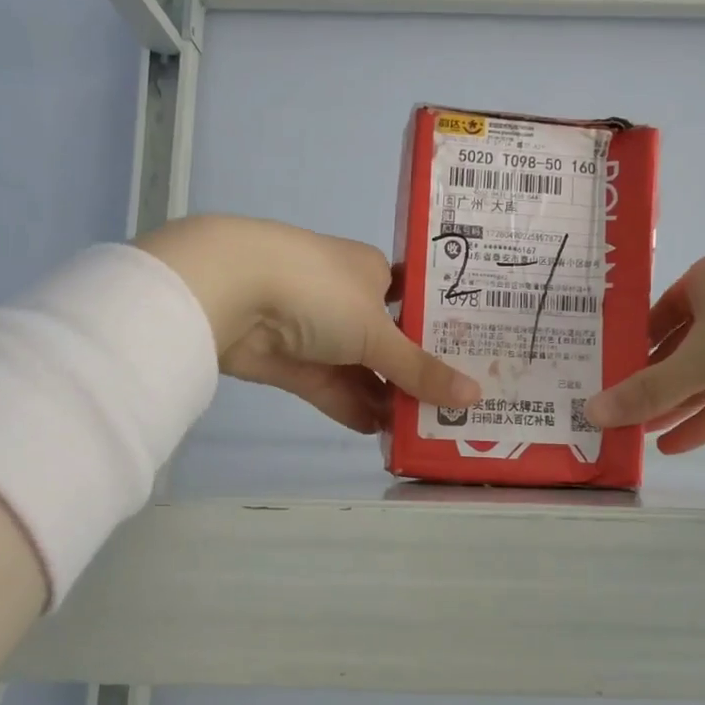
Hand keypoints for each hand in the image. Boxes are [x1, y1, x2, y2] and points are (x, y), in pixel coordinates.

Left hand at [136, 215, 478, 432]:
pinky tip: (380, 432)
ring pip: (360, 369)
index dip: (441, 333)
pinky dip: (353, 407)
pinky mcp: (290, 362)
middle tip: (454, 407)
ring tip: (424, 428)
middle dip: (416, 373)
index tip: (471, 363)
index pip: (415, 302)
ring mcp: (316, 332)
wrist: (230, 292)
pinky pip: (330, 387)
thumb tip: (474, 396)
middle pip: (390, 341)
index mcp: (372, 272)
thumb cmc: (319, 291)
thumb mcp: (378, 331)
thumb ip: (421, 369)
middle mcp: (346, 298)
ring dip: (386, 397)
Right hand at [583, 249, 704, 452]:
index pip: (655, 318)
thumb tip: (591, 413)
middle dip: (651, 386)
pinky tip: (675, 445)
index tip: (602, 381)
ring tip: (637, 438)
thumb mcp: (701, 355)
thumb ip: (648, 389)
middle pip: (680, 351)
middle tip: (615, 418)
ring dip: (677, 407)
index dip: (629, 350)